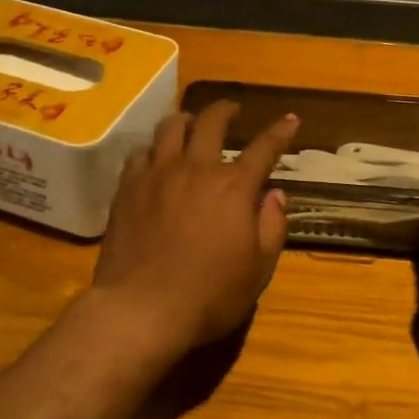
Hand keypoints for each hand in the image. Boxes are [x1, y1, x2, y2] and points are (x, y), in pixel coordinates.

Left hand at [92, 102, 299, 350]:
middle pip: (212, 122)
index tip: (290, 119)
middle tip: (232, 110)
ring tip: (191, 122)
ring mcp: (157, 174)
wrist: (142, 308)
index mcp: (234, 187)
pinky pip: (140, 153)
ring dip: (186, 120)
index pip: (264, 148)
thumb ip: (272, 227)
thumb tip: (275, 195)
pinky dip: (153, 149)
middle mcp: (196, 169)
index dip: (280, 131)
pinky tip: (155, 157)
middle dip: (226, 110)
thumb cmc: (209, 295)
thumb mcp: (258, 270)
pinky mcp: (128, 187)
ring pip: (171, 128)